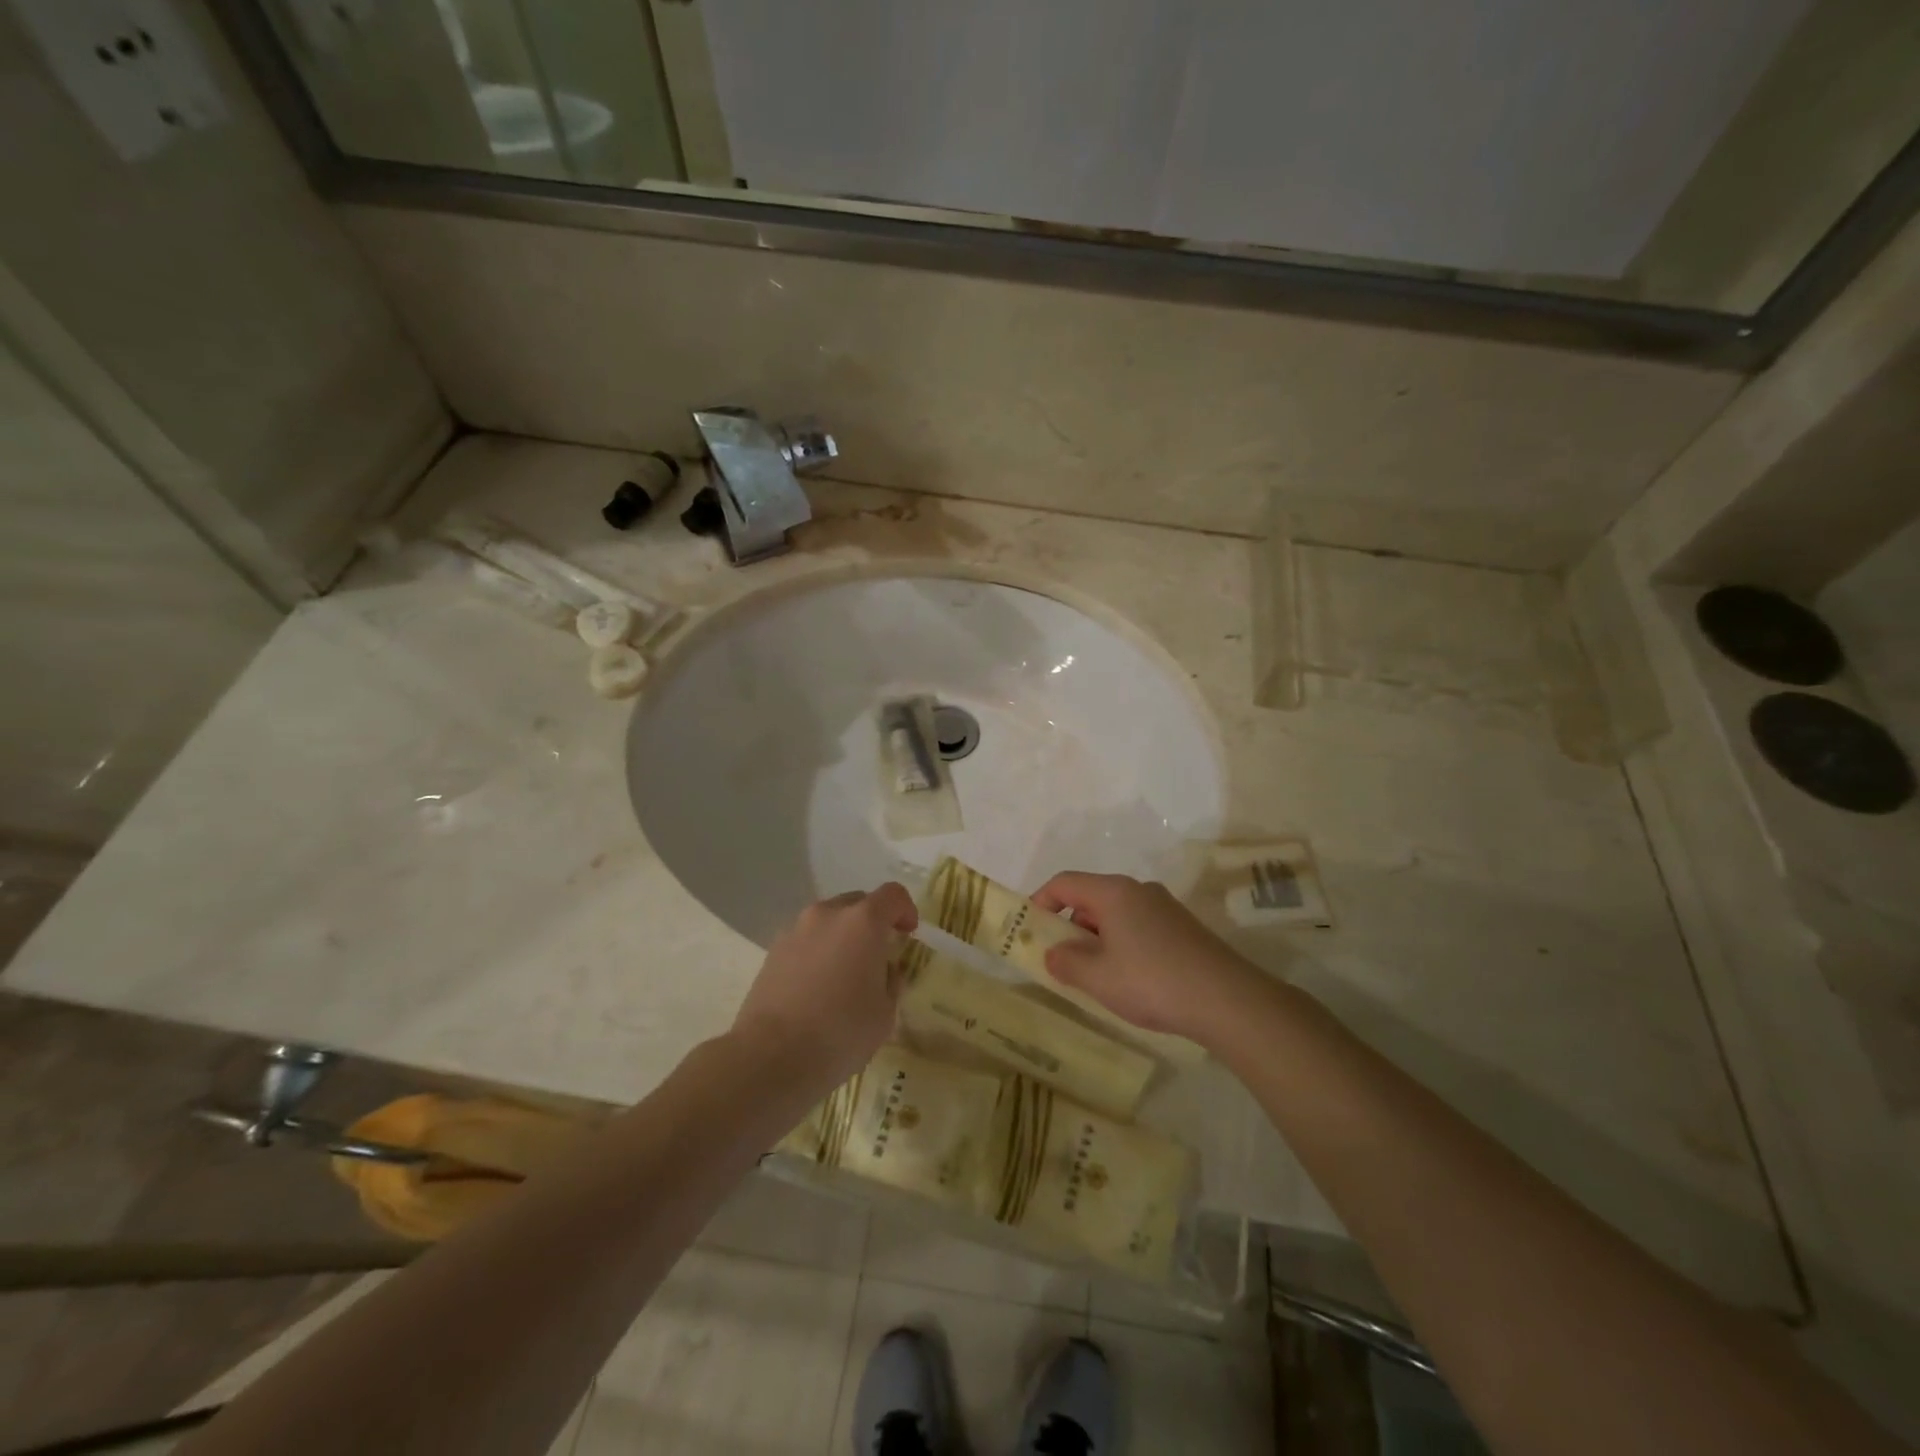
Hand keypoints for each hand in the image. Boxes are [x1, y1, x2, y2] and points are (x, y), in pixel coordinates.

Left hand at [732, 884, 918, 1086]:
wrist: (771, 1055)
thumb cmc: (840, 1032)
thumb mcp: (885, 1013)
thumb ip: (891, 981)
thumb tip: (884, 970)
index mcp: (864, 922)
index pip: (893, 895)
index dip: (906, 910)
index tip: (908, 934)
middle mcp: (829, 914)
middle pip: (859, 902)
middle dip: (873, 922)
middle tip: (878, 956)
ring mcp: (796, 929)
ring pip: (829, 920)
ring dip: (843, 936)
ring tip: (844, 974)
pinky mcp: (773, 950)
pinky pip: (806, 939)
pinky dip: (818, 951)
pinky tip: (817, 986)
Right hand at [1031, 872, 1258, 1044]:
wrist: (1227, 1000)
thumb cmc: (1152, 981)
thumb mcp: (1097, 977)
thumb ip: (1066, 961)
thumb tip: (1053, 952)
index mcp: (1114, 892)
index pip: (1064, 882)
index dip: (1040, 901)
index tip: (1028, 930)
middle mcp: (1139, 890)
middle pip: (1090, 897)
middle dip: (1068, 925)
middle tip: (1059, 960)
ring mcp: (1164, 907)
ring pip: (1115, 914)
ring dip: (1095, 938)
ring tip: (1094, 976)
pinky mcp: (1182, 928)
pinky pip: (1137, 926)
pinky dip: (1120, 944)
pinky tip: (1128, 979)